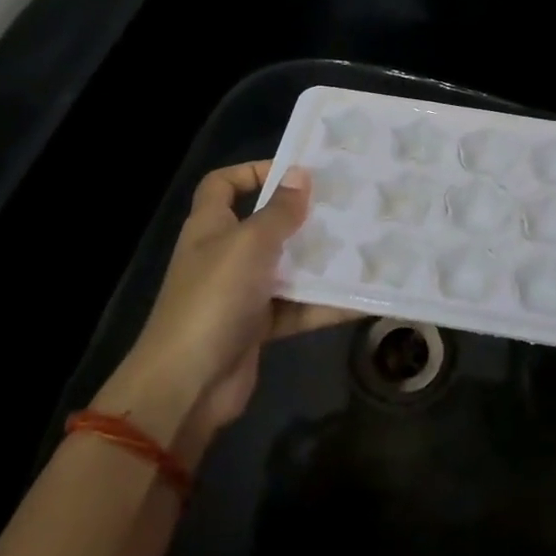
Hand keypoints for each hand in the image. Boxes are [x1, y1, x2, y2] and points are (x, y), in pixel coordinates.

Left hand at [89, 162, 355, 455]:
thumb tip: (300, 174)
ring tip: (367, 246)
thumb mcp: (250, 244)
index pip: (223, 185)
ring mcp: (242, 293)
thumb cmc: (214, 298)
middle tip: (348, 206)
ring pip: (288, 267)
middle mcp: (225, 255)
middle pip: (266, 224)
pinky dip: (326, 303)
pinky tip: (364, 296)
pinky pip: (299, 307)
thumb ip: (279, 211)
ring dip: (322, 261)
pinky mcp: (259, 326)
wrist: (188, 384)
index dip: (252, 171)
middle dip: (304, 217)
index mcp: (211, 226)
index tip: (295, 171)